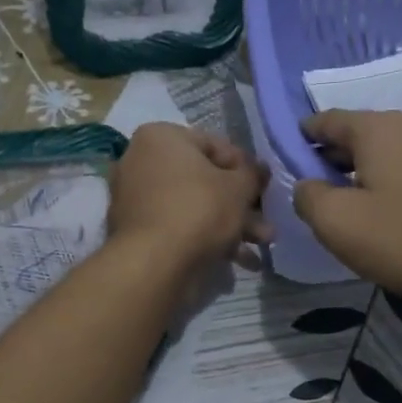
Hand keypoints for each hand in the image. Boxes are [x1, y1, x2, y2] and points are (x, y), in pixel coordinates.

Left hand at [108, 123, 271, 272]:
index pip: (214, 145)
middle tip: (265, 222)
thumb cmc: (199, 211)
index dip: (245, 167)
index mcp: (160, 137)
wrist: (154, 264)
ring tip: (262, 245)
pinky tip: (240, 261)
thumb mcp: (239, 187)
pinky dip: (207, 239)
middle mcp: (141, 161)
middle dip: (240, 204)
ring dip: (231, 224)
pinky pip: (179, 227)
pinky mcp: (137, 231)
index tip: (264, 187)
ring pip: (194, 206)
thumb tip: (260, 169)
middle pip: (204, 180)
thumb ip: (253, 173)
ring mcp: (136, 198)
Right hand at [293, 109, 401, 312]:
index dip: (306, 134)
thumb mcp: (338, 225)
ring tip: (368, 200)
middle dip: (341, 155)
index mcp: (380, 129)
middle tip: (326, 185)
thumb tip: (307, 185)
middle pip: (367, 133)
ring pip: (401, 150)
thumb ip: (309, 197)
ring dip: (378, 169)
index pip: (330, 120)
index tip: (293, 151)